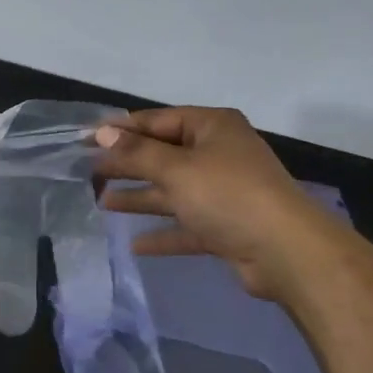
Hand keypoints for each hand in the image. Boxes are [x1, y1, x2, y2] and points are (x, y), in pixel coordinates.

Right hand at [94, 107, 336, 298]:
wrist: (286, 252)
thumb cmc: (227, 195)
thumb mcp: (176, 168)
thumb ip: (136, 153)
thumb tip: (102, 133)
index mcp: (212, 127)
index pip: (157, 120)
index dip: (121, 129)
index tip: (86, 138)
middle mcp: (219, 154)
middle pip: (163, 155)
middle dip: (127, 164)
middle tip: (89, 172)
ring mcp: (224, 191)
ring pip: (173, 190)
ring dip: (140, 196)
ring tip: (102, 202)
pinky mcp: (226, 226)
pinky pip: (186, 224)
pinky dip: (163, 232)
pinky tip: (134, 243)